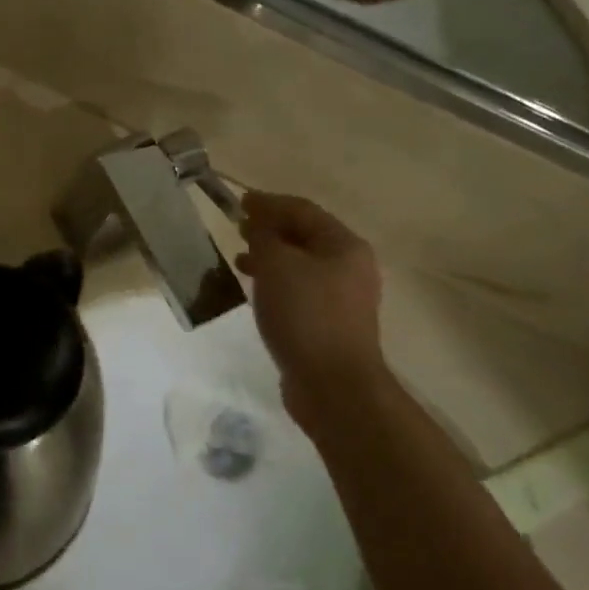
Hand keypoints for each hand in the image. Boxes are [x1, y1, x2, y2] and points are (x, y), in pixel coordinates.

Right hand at [236, 192, 384, 431]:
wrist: (334, 387)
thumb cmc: (305, 315)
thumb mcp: (276, 265)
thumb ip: (264, 236)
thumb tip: (258, 224)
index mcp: (344, 245)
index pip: (302, 210)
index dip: (269, 203)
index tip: (239, 202)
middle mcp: (350, 267)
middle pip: (305, 236)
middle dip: (270, 229)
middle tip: (239, 229)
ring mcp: (343, 298)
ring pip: (301, 264)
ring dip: (271, 256)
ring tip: (240, 259)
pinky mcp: (331, 323)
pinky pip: (300, 289)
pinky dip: (277, 282)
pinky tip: (256, 290)